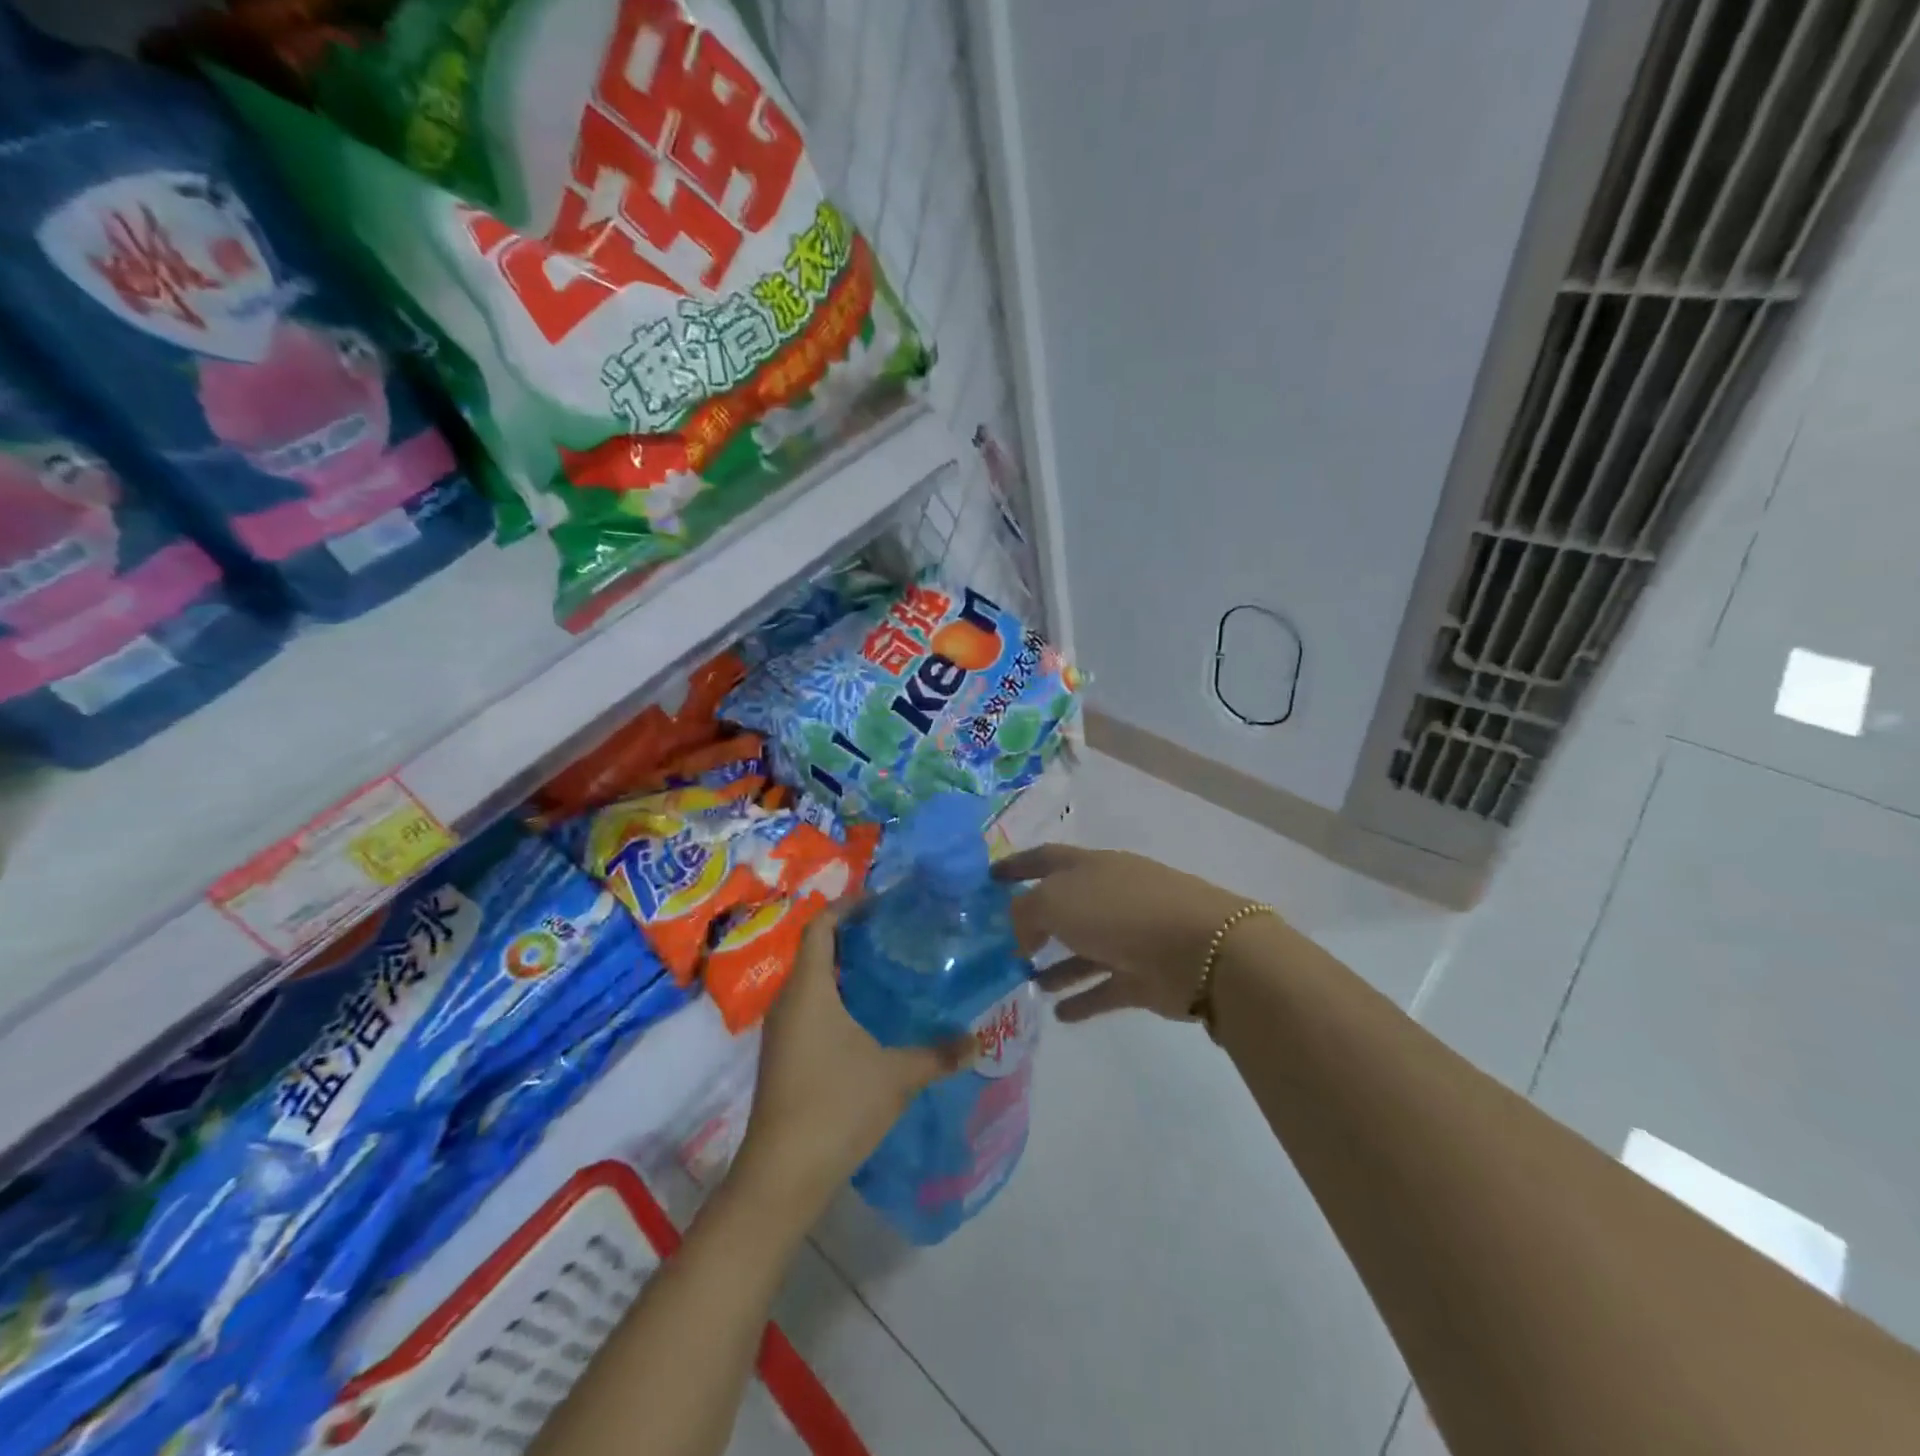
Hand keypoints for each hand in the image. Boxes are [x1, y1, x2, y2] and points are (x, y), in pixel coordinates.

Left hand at [732, 907, 968, 1211]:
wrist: (782, 1176)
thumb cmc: (836, 1107)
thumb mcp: (897, 1076)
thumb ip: (939, 1053)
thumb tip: (978, 1038)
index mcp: (809, 989)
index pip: (821, 926)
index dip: (848, 907)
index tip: (884, 903)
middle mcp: (788, 1002)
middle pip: (816, 950)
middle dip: (854, 937)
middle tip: (897, 934)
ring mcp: (782, 1031)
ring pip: (812, 982)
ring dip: (845, 970)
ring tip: (891, 970)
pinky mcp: (783, 1056)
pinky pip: (809, 1009)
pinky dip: (837, 999)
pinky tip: (870, 1018)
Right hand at [994, 844, 1260, 1023]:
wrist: (1199, 948)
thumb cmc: (1119, 911)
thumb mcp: (1056, 901)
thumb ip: (1025, 913)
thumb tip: (1021, 932)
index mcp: (1089, 866)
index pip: (1044, 859)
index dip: (1015, 866)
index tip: (988, 878)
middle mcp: (1108, 895)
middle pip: (1065, 905)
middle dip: (1035, 921)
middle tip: (1003, 943)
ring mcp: (1128, 936)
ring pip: (1083, 949)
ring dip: (1056, 965)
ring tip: (1026, 981)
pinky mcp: (1143, 976)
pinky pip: (1103, 987)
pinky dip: (1082, 999)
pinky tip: (1057, 1013)